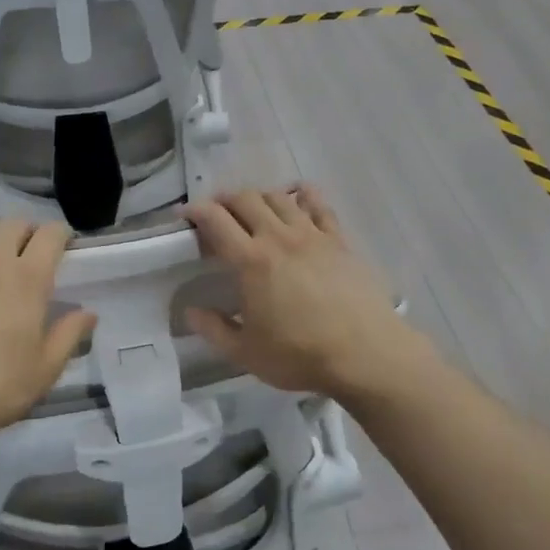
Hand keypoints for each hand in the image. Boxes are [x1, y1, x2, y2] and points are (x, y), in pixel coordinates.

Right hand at [183, 187, 436, 401]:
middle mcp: (279, 237)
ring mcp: (312, 235)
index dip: (195, 211)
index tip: (184, 216)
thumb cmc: (300, 355)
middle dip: (224, 200)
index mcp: (251, 261)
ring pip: (279, 196)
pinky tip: (297, 196)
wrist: (365, 354)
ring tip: (251, 210)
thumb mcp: (246, 353)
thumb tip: (191, 312)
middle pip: (246, 198)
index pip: (215, 220)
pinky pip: (318, 205)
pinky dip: (302, 194)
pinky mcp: (339, 240)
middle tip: (215, 215)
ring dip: (258, 196)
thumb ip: (214, 330)